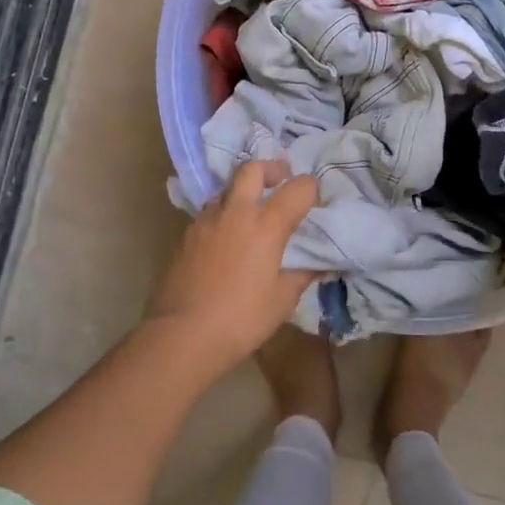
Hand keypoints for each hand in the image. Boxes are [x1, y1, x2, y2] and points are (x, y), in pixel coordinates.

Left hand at [145, 159, 321, 371]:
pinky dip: (224, 215)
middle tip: (281, 181)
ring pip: (226, 189)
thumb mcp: (282, 300)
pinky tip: (228, 239)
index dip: (311, 189)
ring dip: (243, 192)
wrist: (183, 334)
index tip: (317, 200)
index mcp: (266, 224)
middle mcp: (235, 212)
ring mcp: (206, 221)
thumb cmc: (242, 318)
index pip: (297, 188)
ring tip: (252, 212)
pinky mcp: (186, 236)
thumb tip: (321, 266)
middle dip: (271, 169)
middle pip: (251, 169)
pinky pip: (209, 213)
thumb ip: (303, 275)